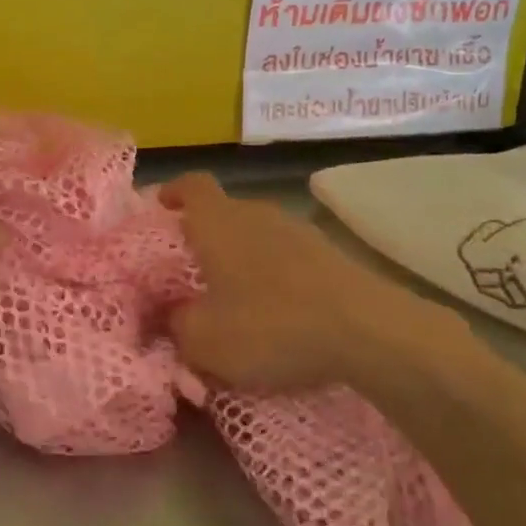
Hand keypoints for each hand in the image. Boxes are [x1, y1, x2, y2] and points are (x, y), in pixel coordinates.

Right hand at [161, 173, 442, 393]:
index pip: (191, 184)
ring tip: (235, 295)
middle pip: (223, 211)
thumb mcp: (205, 340)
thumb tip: (173, 316)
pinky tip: (277, 309)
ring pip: (256, 234)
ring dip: (242, 257)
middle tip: (193, 270)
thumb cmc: (269, 324)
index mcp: (217, 220)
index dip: (173, 191)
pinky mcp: (328, 252)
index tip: (161, 206)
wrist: (364, 329)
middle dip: (205, 235)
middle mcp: (255, 212)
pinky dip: (274, 274)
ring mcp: (296, 229)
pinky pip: (286, 255)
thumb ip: (177, 325)